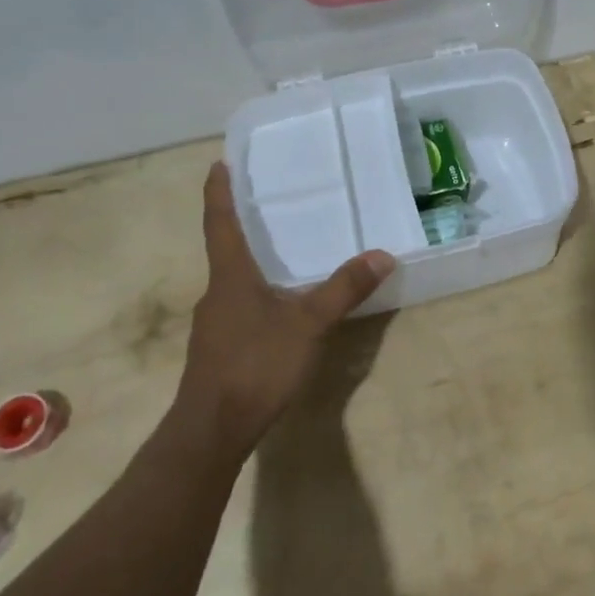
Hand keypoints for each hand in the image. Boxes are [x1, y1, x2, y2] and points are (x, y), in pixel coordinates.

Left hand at [176, 161, 395, 456]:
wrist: (211, 431)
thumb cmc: (255, 365)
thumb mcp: (308, 325)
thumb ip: (344, 290)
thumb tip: (382, 255)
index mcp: (230, 277)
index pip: (221, 223)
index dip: (219, 192)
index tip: (218, 164)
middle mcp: (216, 293)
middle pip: (226, 250)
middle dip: (242, 226)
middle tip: (267, 204)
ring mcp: (214, 324)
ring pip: (233, 282)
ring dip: (251, 264)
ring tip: (281, 254)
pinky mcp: (218, 349)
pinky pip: (238, 308)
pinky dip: (256, 294)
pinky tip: (279, 308)